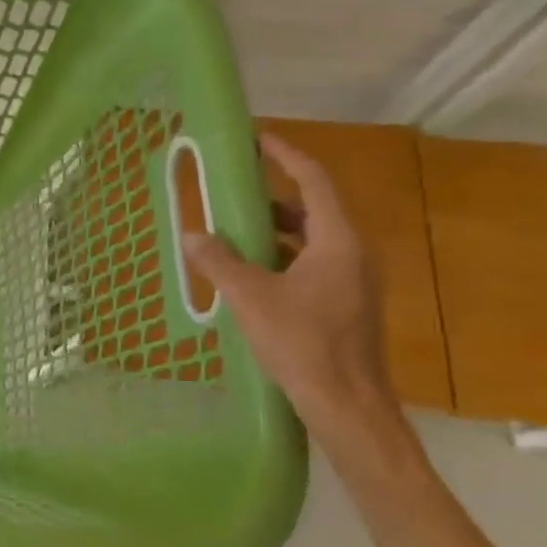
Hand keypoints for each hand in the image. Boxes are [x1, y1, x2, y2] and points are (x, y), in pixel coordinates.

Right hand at [182, 134, 415, 471]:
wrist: (347, 406)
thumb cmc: (303, 343)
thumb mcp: (251, 298)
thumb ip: (219, 262)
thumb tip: (193, 235)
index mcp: (338, 242)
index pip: (314, 182)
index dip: (287, 156)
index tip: (259, 140)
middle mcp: (353, 254)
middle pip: (314, 209)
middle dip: (273, 197)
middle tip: (233, 191)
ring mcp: (353, 282)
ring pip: (313, 239)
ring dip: (275, 230)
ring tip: (233, 231)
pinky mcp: (346, 305)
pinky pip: (312, 264)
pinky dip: (282, 257)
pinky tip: (250, 274)